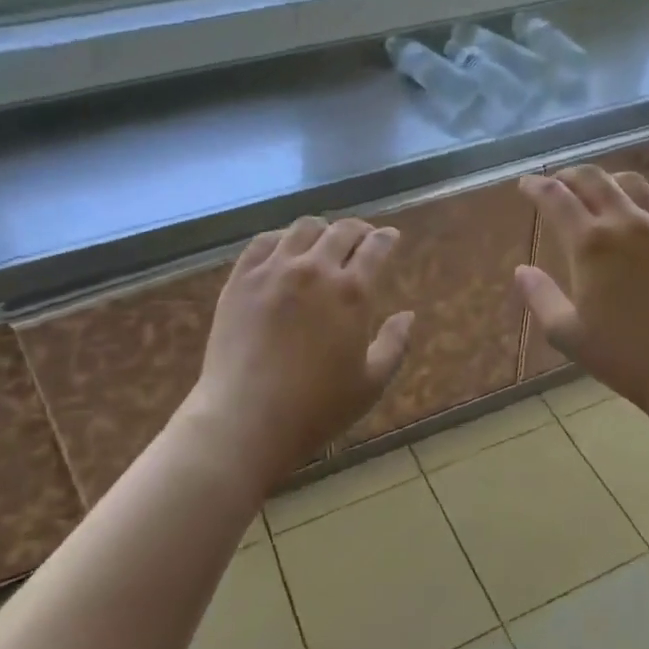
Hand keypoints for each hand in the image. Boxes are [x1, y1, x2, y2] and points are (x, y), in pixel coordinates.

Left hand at [187, 216, 414, 487]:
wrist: (246, 420)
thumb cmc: (317, 409)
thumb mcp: (371, 384)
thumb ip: (394, 344)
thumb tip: (408, 315)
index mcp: (352, 292)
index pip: (376, 247)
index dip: (386, 238)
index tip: (390, 237)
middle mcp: (314, 270)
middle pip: (342, 231)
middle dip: (358, 230)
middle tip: (362, 238)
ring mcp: (273, 270)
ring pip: (303, 228)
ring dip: (322, 230)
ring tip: (324, 241)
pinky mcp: (241, 279)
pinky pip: (264, 242)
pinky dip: (282, 238)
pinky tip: (284, 250)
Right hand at [517, 167, 648, 433]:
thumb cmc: (624, 356)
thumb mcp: (566, 334)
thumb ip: (539, 296)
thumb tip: (521, 270)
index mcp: (591, 243)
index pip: (556, 197)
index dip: (535, 186)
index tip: (525, 184)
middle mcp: (627, 223)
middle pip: (594, 178)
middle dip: (569, 175)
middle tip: (556, 182)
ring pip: (632, 184)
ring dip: (607, 181)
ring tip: (597, 193)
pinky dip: (639, 207)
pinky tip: (636, 226)